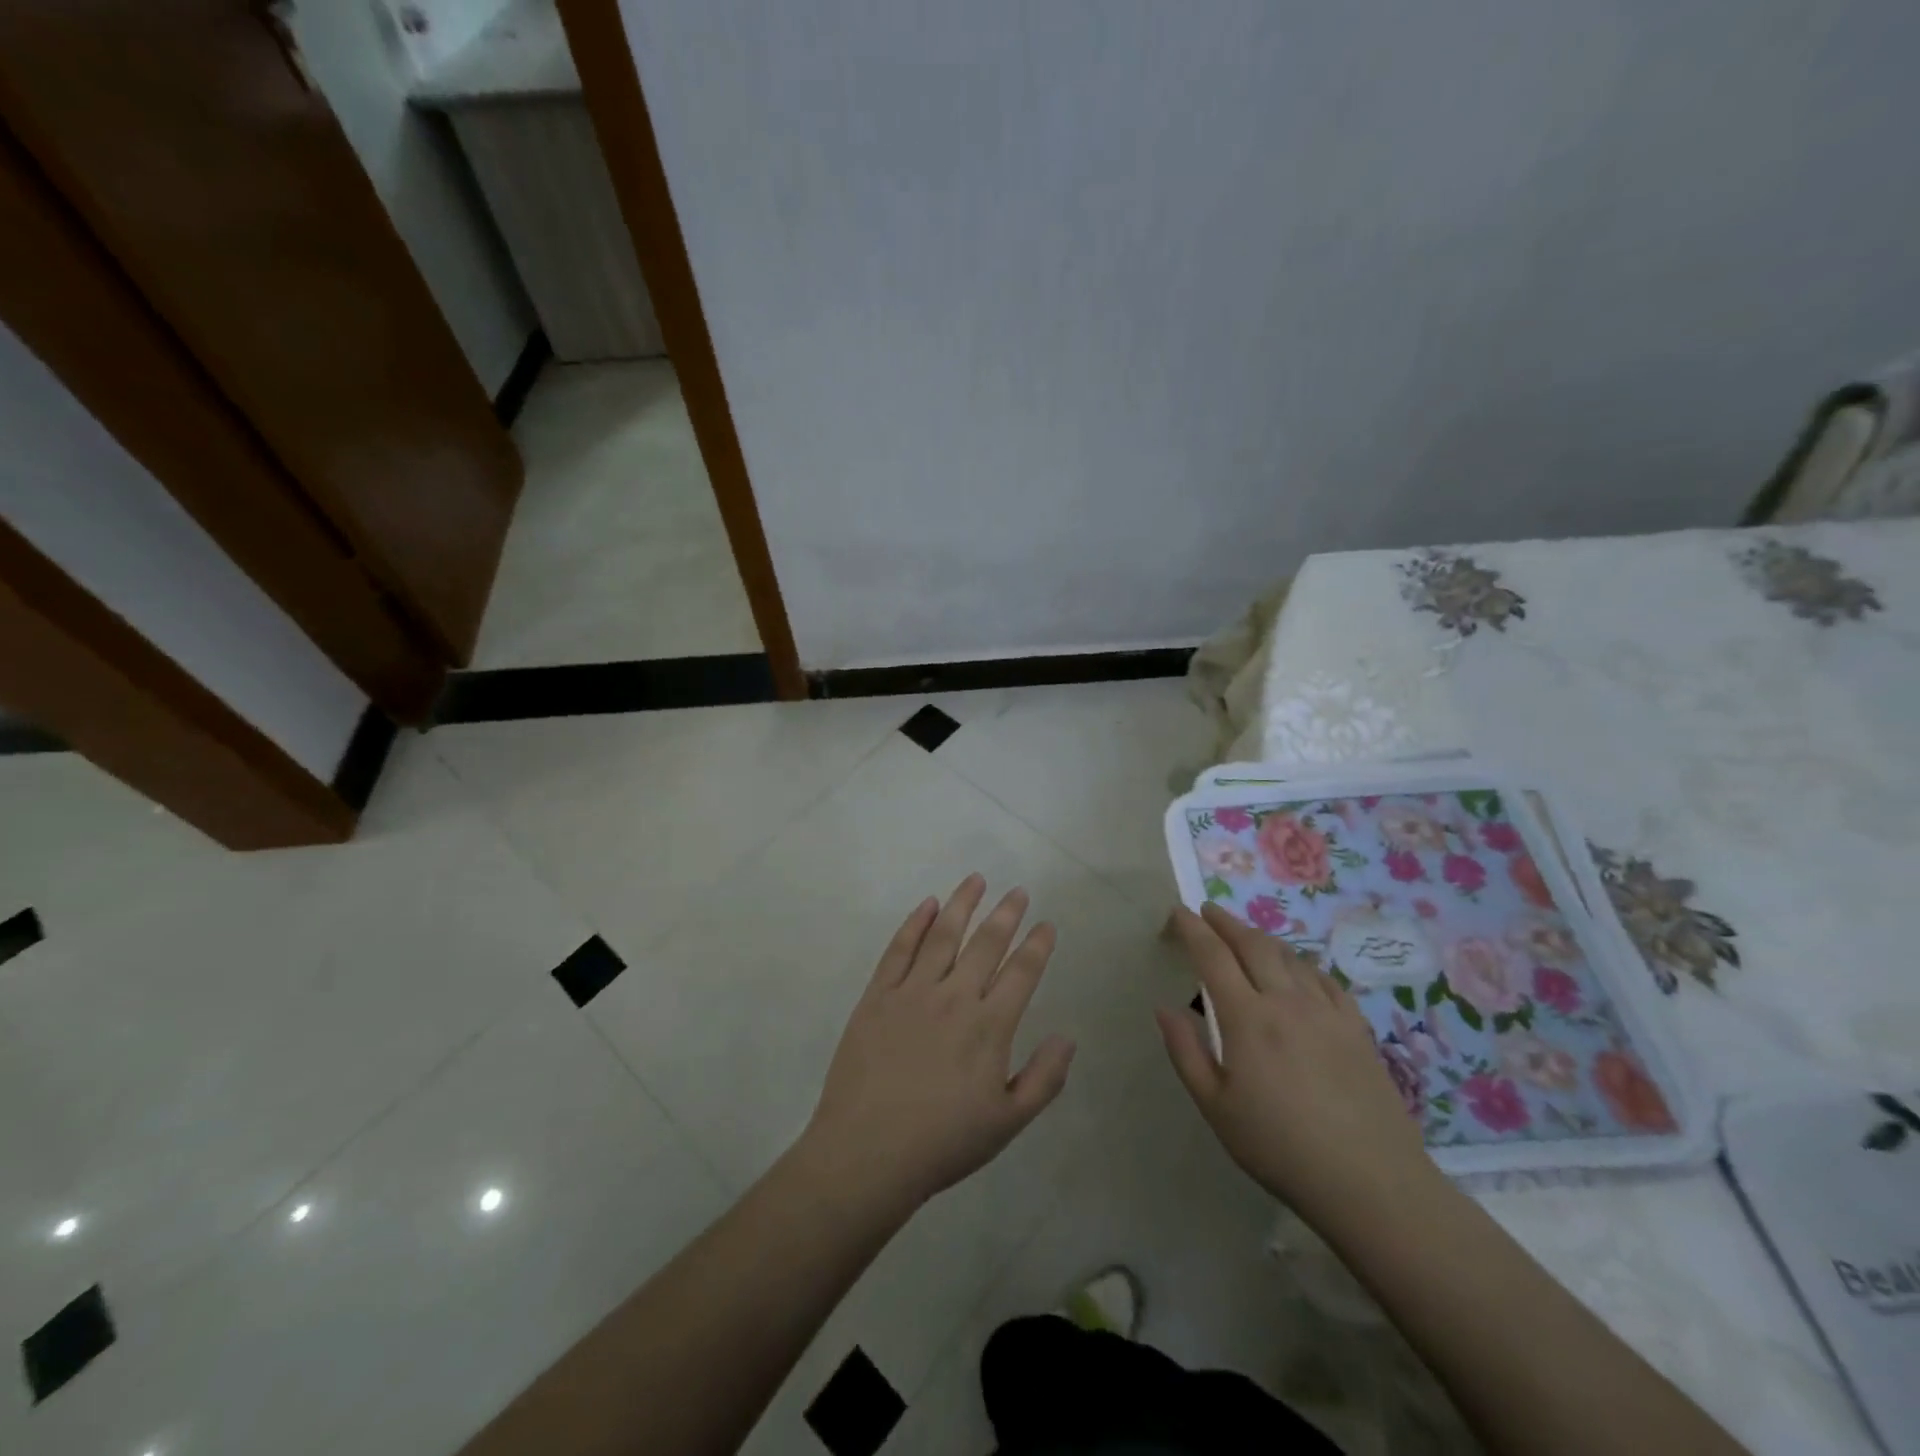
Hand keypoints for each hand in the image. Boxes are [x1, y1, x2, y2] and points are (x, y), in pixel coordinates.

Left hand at [800, 875, 1075, 1213]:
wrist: (868, 1152)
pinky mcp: (877, 996)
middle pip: (986, 943)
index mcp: (989, 1026)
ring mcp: (912, 992)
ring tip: (976, 879)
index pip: (1021, 973)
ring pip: (943, 935)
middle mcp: (954, 997)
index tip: (1046, 924)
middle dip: (1006, 914)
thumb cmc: (943, 1142)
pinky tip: (927, 905)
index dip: (1037, 945)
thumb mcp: (1007, 1123)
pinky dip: (915, 923)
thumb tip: (1068, 1037)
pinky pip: (899, 949)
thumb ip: (1043, 1079)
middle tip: (1018, 890)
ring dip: (962, 904)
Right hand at [1157, 903, 1438, 1232]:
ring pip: (1289, 956)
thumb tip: (1164, 1008)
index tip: (1178, 912)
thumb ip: (1186, 1052)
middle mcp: (1286, 1002)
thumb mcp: (1216, 1107)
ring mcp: (1326, 1012)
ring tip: (1246, 936)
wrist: (1371, 1182)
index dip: (1192, 929)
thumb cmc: (1280, 1147)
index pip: (1213, 956)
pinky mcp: (1356, 1028)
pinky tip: (1298, 970)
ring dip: (1261, 938)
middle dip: (1226, 922)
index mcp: (1247, 1018)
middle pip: (1253, 945)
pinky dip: (1301, 963)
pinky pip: (1323, 979)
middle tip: (1208, 912)